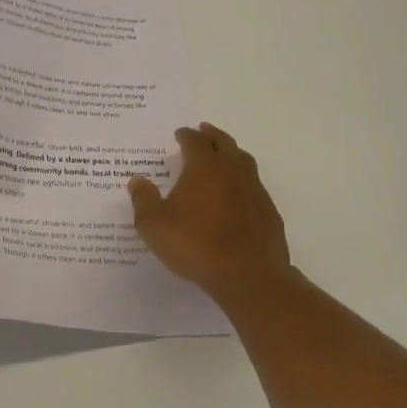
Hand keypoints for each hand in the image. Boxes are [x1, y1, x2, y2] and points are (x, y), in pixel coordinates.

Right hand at [129, 124, 291, 298]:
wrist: (249, 276)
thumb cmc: (195, 244)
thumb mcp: (154, 225)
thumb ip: (143, 199)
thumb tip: (137, 180)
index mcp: (204, 166)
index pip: (195, 141)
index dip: (186, 135)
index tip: (179, 134)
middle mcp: (232, 170)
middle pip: (224, 143)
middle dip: (212, 135)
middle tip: (204, 131)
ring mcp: (255, 190)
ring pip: (244, 161)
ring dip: (232, 154)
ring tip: (223, 157)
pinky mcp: (269, 212)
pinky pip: (255, 187)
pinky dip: (244, 182)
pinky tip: (238, 195)